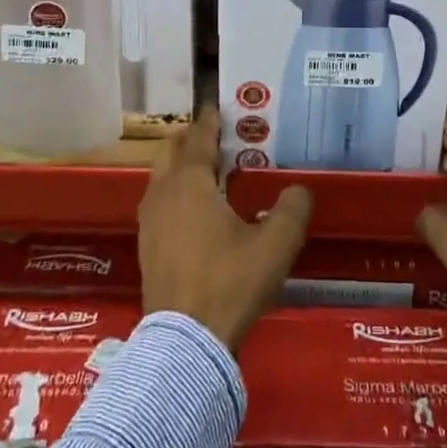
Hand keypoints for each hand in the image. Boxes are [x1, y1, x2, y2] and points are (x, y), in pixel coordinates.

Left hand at [139, 108, 312, 349]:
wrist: (185, 342)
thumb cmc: (230, 282)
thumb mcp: (275, 245)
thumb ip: (292, 209)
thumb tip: (299, 189)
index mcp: (190, 182)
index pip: (198, 137)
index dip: (209, 119)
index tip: (219, 105)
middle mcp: (163, 193)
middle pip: (171, 150)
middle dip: (191, 138)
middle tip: (218, 137)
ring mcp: (149, 220)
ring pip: (161, 177)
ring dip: (181, 166)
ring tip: (210, 171)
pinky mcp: (147, 245)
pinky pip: (159, 202)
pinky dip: (175, 192)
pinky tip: (197, 211)